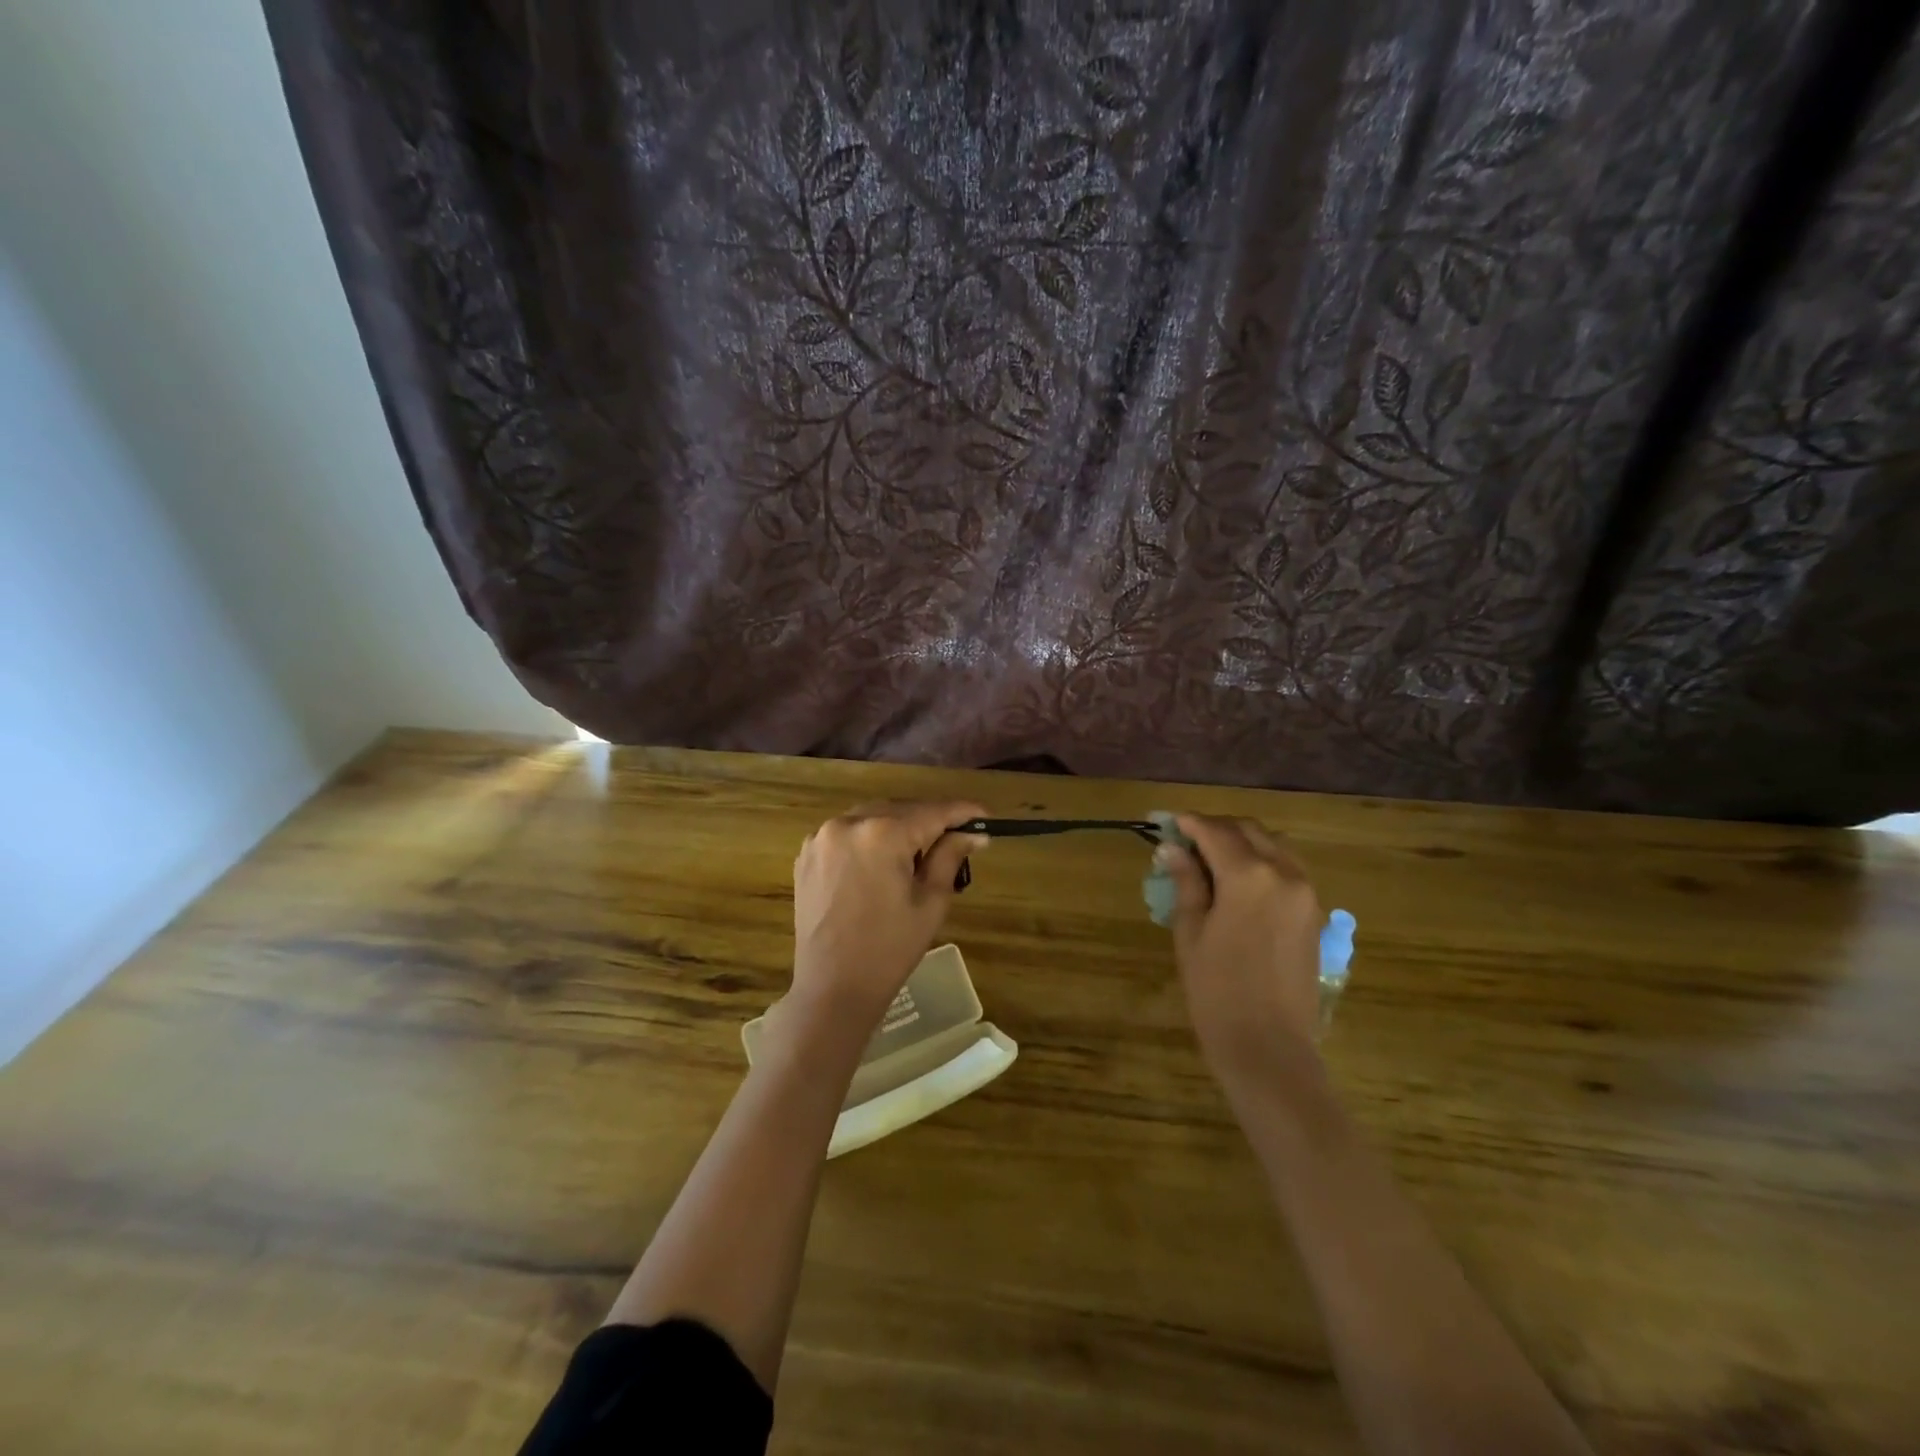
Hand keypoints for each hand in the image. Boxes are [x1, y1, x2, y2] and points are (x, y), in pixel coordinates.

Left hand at [789, 800, 987, 1030]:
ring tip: (920, 851)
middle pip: (901, 809)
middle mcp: (848, 823)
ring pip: (872, 816)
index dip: (962, 812)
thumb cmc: (890, 949)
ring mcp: (821, 837)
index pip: (932, 811)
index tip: (985, 816)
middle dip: (929, 820)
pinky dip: (869, 839)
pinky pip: (847, 833)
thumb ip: (950, 857)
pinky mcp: (807, 854)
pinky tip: (882, 862)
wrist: (832, 988)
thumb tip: (974, 832)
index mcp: (882, 834)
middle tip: (957, 837)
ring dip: (898, 827)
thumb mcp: (931, 902)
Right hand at [1157, 814, 1324, 1096]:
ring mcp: (1306, 893)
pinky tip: (1239, 881)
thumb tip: (1172, 849)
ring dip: (1242, 842)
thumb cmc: (1217, 991)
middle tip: (1186, 839)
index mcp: (1249, 876)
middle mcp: (1284, 874)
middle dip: (1216, 828)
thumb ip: (1186, 883)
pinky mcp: (1314, 914)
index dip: (1188, 823)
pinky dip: (1262, 862)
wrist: (1269, 1047)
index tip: (1166, 821)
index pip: (1215, 832)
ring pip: (1273, 846)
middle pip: (1249, 831)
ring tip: (1211, 858)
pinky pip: (1288, 869)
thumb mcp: (1190, 932)